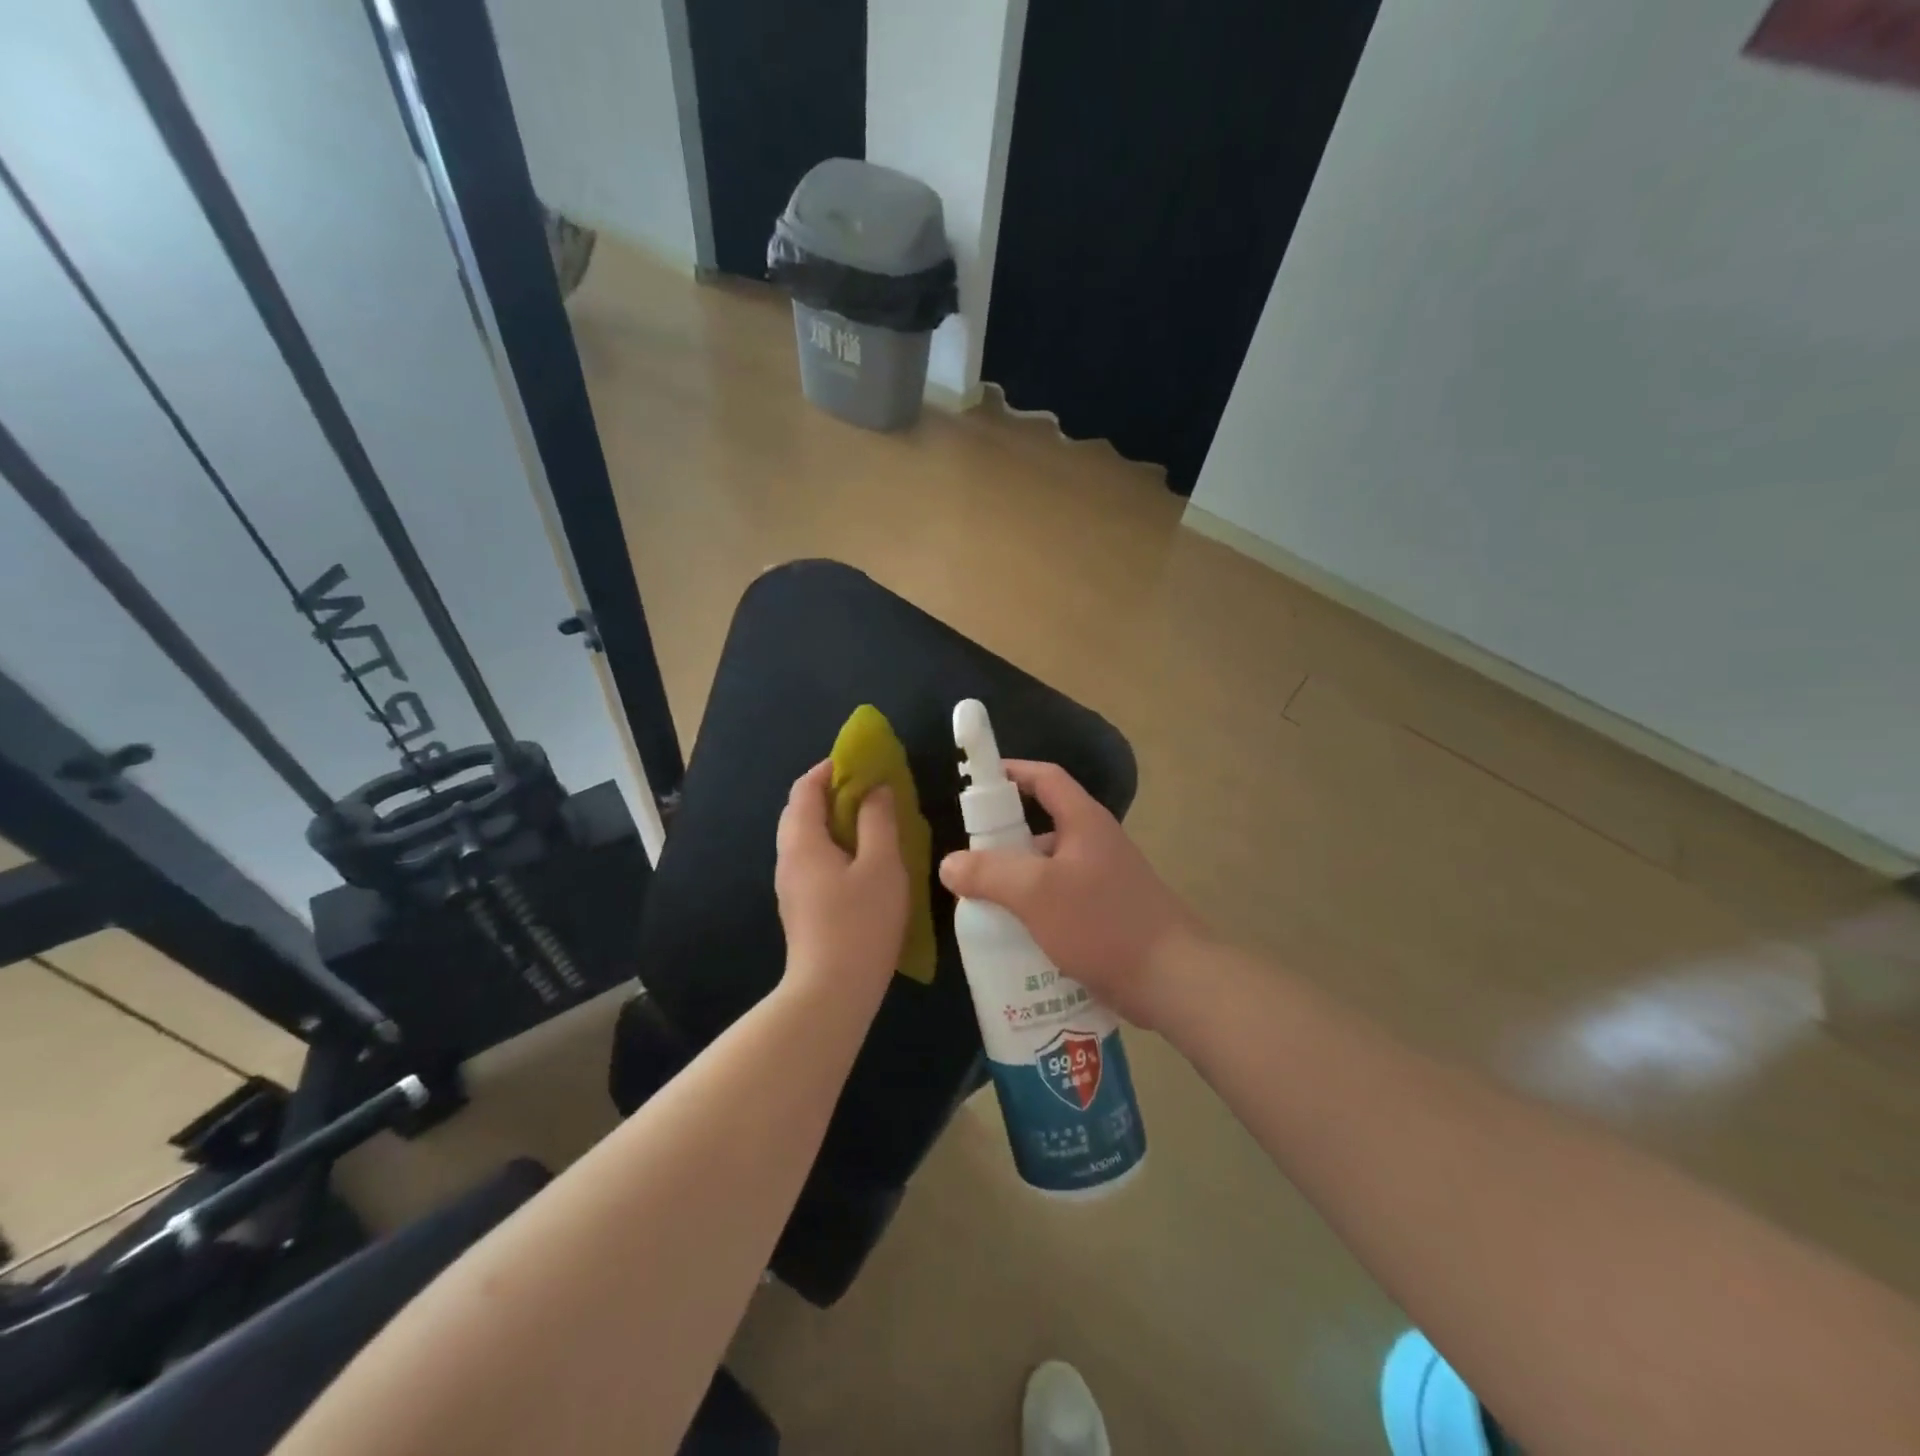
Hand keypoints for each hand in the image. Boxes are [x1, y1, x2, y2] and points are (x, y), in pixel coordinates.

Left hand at [775, 761, 909, 1006]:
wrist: (831, 992)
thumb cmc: (860, 923)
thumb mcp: (881, 865)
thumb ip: (878, 820)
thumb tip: (875, 790)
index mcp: (802, 841)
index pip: (804, 788)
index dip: (830, 769)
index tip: (861, 763)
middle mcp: (788, 858)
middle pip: (801, 811)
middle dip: (832, 793)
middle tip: (871, 792)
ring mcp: (790, 885)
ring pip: (806, 838)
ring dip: (834, 821)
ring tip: (872, 823)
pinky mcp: (800, 906)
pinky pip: (812, 860)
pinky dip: (833, 846)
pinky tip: (862, 862)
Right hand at [938, 761, 1202, 1027]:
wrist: (1173, 979)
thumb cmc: (1103, 922)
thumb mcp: (1036, 893)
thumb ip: (989, 874)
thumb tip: (949, 864)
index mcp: (1084, 822)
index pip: (1046, 778)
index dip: (1012, 772)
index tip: (977, 782)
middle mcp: (1096, 844)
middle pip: (1043, 827)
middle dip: (1005, 840)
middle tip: (970, 861)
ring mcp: (1104, 881)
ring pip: (1050, 870)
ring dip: (1019, 882)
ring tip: (984, 904)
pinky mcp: (1107, 915)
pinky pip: (1062, 902)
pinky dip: (1036, 910)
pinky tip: (1015, 936)